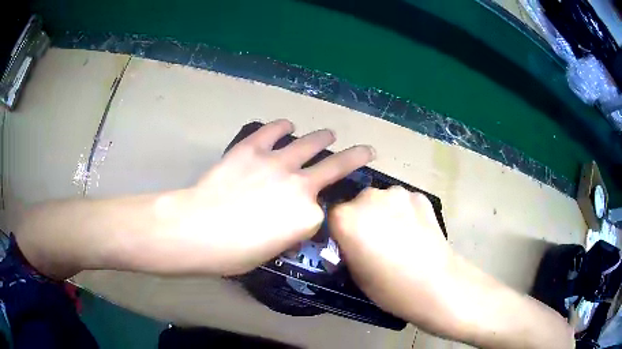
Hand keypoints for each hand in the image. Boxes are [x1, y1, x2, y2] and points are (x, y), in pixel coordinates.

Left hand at [172, 119, 373, 274]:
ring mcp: (277, 163)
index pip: (319, 212)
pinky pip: (273, 131)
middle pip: (337, 166)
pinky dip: (281, 127)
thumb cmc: (234, 253)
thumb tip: (286, 222)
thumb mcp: (270, 252)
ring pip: (310, 143)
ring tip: (328, 134)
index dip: (310, 217)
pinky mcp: (252, 149)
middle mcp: (301, 185)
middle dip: (357, 156)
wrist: (198, 230)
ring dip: (323, 138)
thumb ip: (286, 233)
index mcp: (307, 217)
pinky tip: (286, 125)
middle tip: (366, 150)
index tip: (303, 220)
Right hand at [329, 186, 458, 333]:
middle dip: (362, 218)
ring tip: (399, 235)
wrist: (437, 284)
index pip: (332, 215)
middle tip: (374, 240)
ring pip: (382, 200)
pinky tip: (416, 231)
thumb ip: (348, 249)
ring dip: (385, 212)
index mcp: (346, 218)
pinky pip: (405, 202)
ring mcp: (398, 194)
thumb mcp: (355, 274)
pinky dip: (406, 212)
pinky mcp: (420, 196)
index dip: (340, 230)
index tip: (348, 243)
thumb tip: (350, 241)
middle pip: (357, 203)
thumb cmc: (390, 288)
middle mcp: (369, 197)